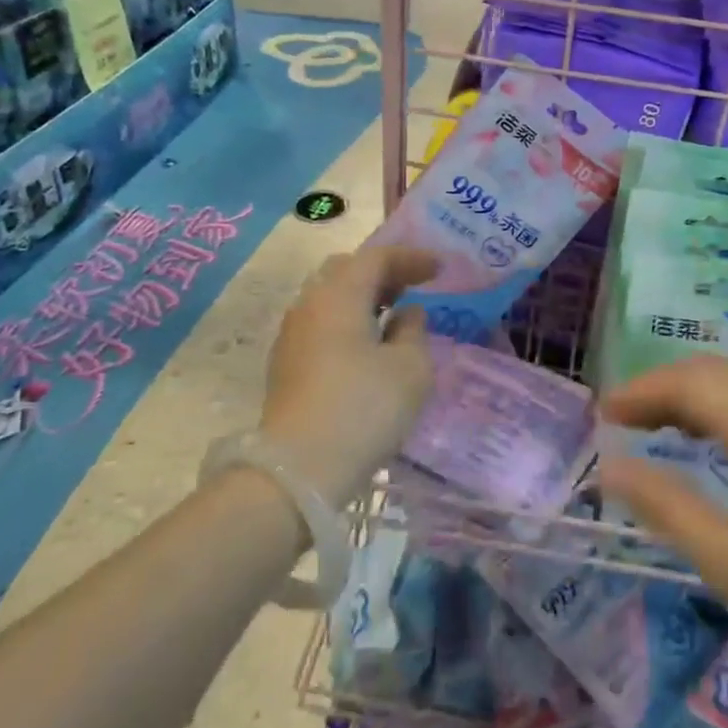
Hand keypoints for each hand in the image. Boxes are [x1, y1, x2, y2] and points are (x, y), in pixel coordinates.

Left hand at [256, 244, 439, 506]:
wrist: (298, 470)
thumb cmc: (364, 409)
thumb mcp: (410, 369)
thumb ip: (414, 331)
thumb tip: (406, 314)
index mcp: (339, 295)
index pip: (376, 257)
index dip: (411, 258)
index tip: (440, 268)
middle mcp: (309, 305)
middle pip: (346, 270)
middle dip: (382, 272)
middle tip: (412, 286)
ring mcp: (292, 335)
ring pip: (330, 298)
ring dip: (363, 298)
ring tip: (393, 316)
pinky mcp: (286, 364)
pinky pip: (322, 324)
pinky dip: (348, 321)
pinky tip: (368, 345)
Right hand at [598, 357, 727, 701]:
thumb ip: (665, 506)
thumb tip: (610, 468)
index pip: (692, 384)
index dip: (641, 391)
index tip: (602, 413)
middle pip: (715, 371)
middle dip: (661, 387)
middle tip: (621, 421)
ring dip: (691, 392)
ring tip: (653, 426)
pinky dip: (723, 402)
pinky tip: (709, 436)